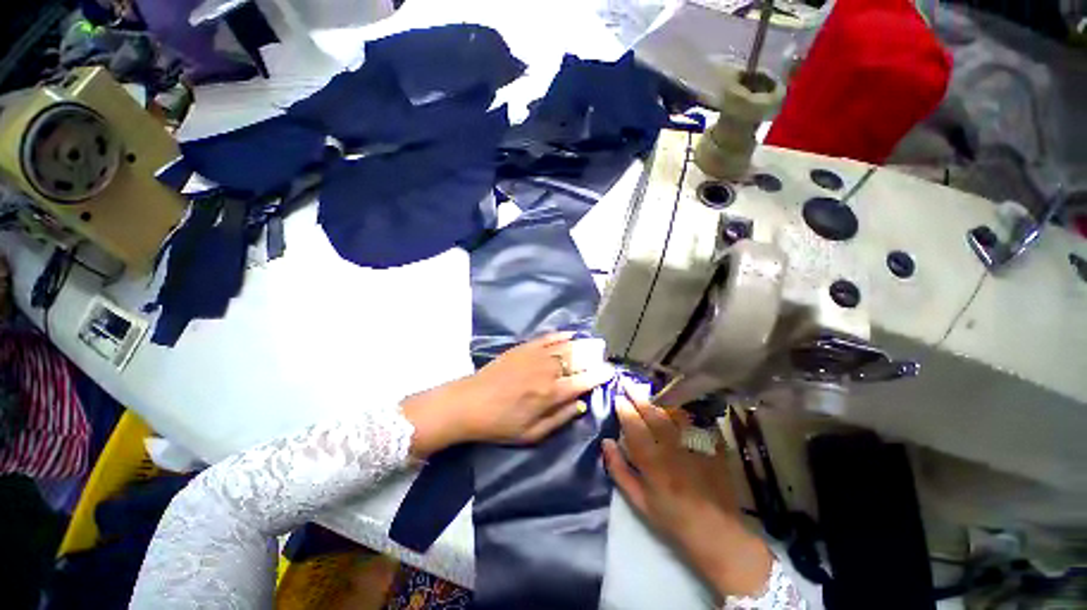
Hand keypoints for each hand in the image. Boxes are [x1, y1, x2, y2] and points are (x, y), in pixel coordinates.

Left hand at [402, 332, 614, 457]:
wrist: (470, 403)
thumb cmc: (501, 424)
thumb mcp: (533, 434)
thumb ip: (561, 418)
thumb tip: (582, 404)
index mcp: (552, 394)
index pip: (585, 381)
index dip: (600, 375)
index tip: (610, 371)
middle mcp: (548, 370)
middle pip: (578, 360)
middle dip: (593, 358)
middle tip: (601, 358)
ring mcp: (536, 355)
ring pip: (566, 346)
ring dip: (582, 345)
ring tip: (591, 346)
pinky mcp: (524, 347)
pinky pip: (548, 338)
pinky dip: (562, 336)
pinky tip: (570, 335)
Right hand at [602, 394, 771, 599]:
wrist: (716, 531)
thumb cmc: (672, 518)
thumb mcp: (639, 501)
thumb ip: (619, 470)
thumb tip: (606, 442)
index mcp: (653, 461)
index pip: (634, 426)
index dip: (624, 409)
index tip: (617, 397)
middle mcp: (673, 447)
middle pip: (653, 413)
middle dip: (638, 395)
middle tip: (627, 382)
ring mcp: (694, 444)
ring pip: (673, 412)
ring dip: (658, 398)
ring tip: (649, 389)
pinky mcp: (711, 445)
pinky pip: (694, 419)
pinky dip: (682, 409)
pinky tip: (676, 403)